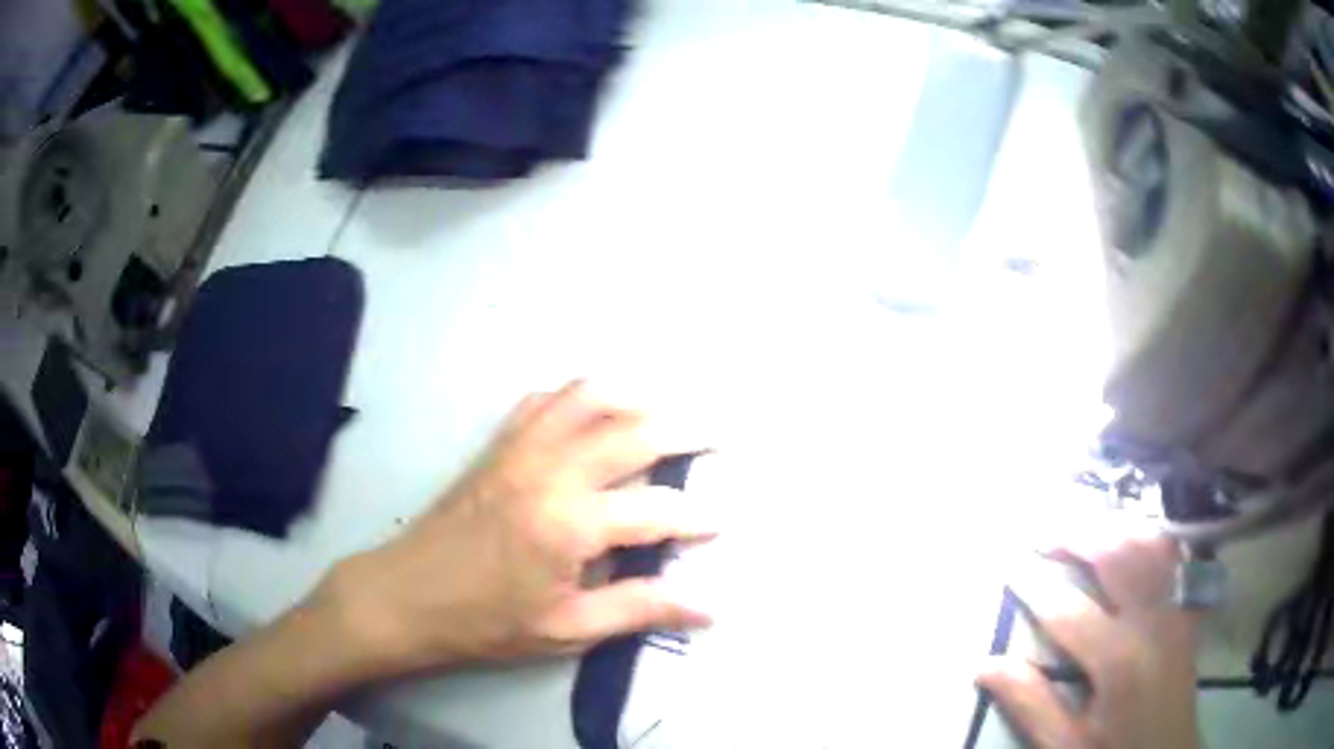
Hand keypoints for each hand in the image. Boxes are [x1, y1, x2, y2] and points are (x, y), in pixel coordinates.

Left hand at [314, 381, 715, 677]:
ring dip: (635, 397)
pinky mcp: (497, 444)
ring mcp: (520, 447)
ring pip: (589, 397)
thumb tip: (708, 608)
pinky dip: (579, 397)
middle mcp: (550, 469)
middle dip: (688, 430)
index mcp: (569, 523)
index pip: (656, 510)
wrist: (407, 596)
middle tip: (722, 435)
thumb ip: (639, 609)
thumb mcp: (566, 629)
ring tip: (666, 411)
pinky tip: (593, 413)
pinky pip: (545, 400)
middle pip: (635, 430)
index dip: (697, 517)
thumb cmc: (486, 622)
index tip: (723, 521)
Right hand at [979, 532, 1199, 748]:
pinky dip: (1147, 535)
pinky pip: (1171, 555)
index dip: (1033, 583)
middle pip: (1117, 556)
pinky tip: (1131, 534)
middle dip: (1077, 535)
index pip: (1067, 609)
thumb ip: (1031, 705)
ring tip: (1082, 526)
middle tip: (1043, 530)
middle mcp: (1151, 621)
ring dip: (1113, 527)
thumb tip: (985, 665)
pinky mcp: (1185, 609)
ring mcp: (1174, 608)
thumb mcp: (1065, 745)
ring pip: (1148, 544)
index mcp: (1117, 660)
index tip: (1008, 563)